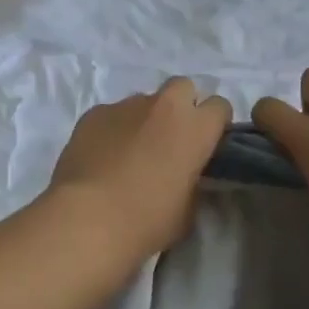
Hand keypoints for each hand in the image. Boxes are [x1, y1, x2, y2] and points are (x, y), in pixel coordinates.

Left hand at [48, 78, 232, 261]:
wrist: (88, 219)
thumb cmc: (148, 221)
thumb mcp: (188, 210)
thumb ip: (193, 183)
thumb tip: (185, 177)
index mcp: (196, 128)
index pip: (220, 106)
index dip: (214, 125)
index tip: (206, 145)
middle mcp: (164, 106)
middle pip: (183, 87)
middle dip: (182, 107)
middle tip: (172, 139)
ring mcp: (126, 106)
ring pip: (144, 101)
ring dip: (145, 119)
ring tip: (131, 152)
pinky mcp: (94, 113)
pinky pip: (112, 114)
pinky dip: (113, 129)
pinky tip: (103, 156)